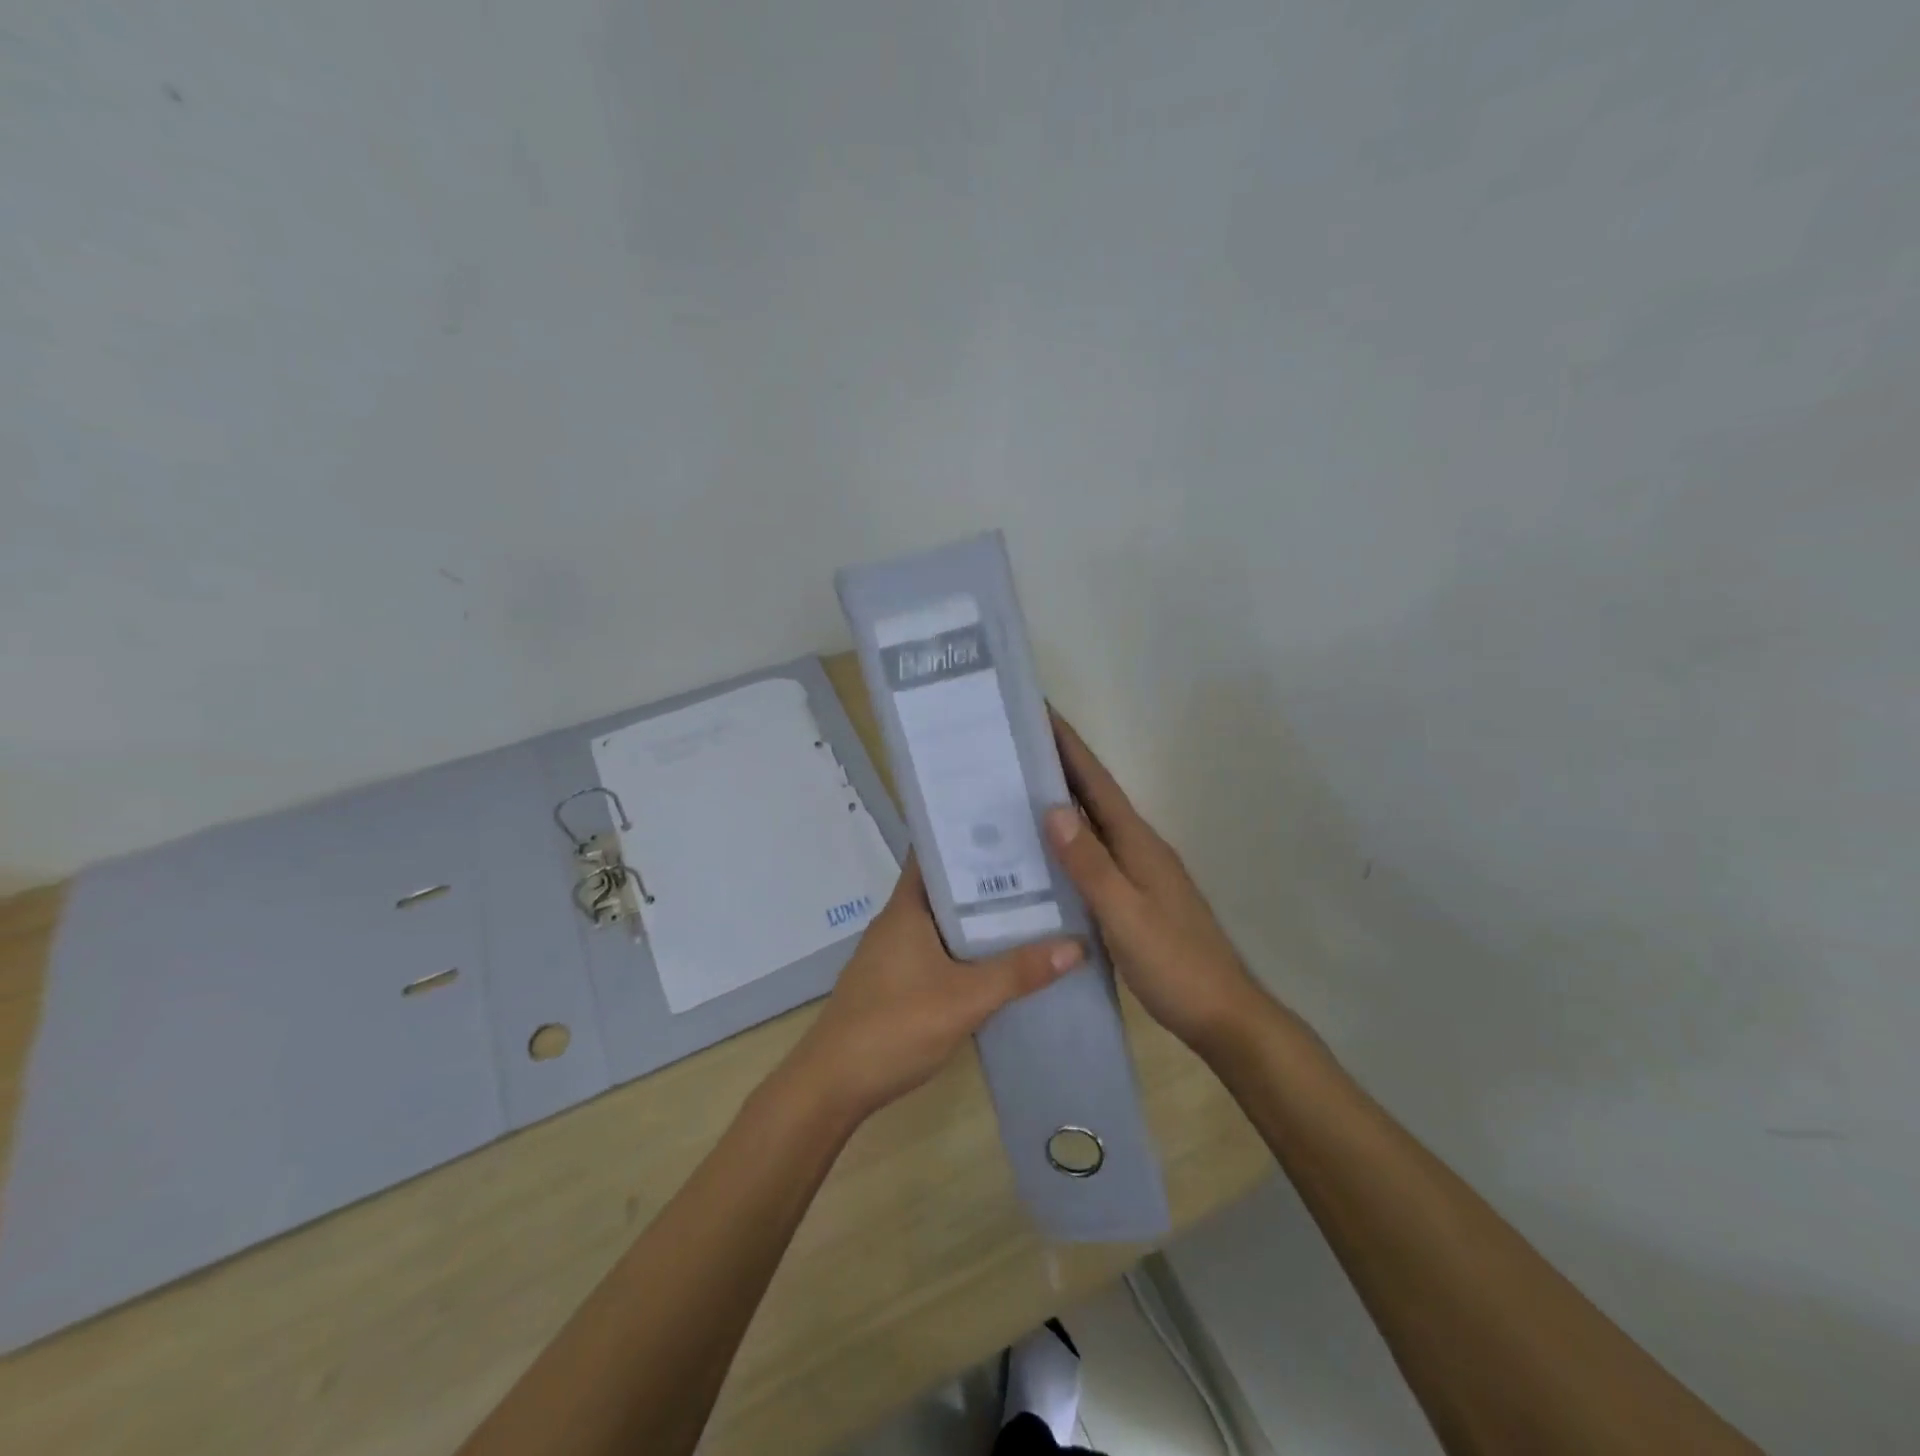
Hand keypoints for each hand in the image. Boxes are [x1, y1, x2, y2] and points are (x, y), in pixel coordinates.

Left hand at [787, 858, 1083, 1122]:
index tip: (1012, 822)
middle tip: (1041, 864)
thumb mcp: (964, 998)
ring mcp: (895, 952)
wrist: (833, 1085)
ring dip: (980, 913)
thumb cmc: (893, 1026)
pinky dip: (968, 945)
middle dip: (987, 876)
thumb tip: (1078, 944)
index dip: (968, 833)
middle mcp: (898, 920)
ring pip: (944, 919)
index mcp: (906, 907)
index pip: (934, 851)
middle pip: (946, 885)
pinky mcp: (897, 980)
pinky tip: (1000, 956)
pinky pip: (939, 948)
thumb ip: (1018, 972)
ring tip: (1033, 903)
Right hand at [1043, 712, 1264, 1053]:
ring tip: (1017, 789)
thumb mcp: (1125, 914)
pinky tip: (1044, 854)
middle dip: (1058, 765)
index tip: (1038, 710)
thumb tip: (1053, 808)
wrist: (1222, 1015)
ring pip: (1093, 825)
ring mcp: (1139, 872)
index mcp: (1138, 843)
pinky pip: (1094, 854)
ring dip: (1062, 801)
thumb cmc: (1174, 963)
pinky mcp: (1135, 896)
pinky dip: (1069, 841)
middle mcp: (1139, 848)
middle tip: (1013, 746)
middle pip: (1094, 796)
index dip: (1068, 745)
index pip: (1097, 782)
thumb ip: (1090, 864)